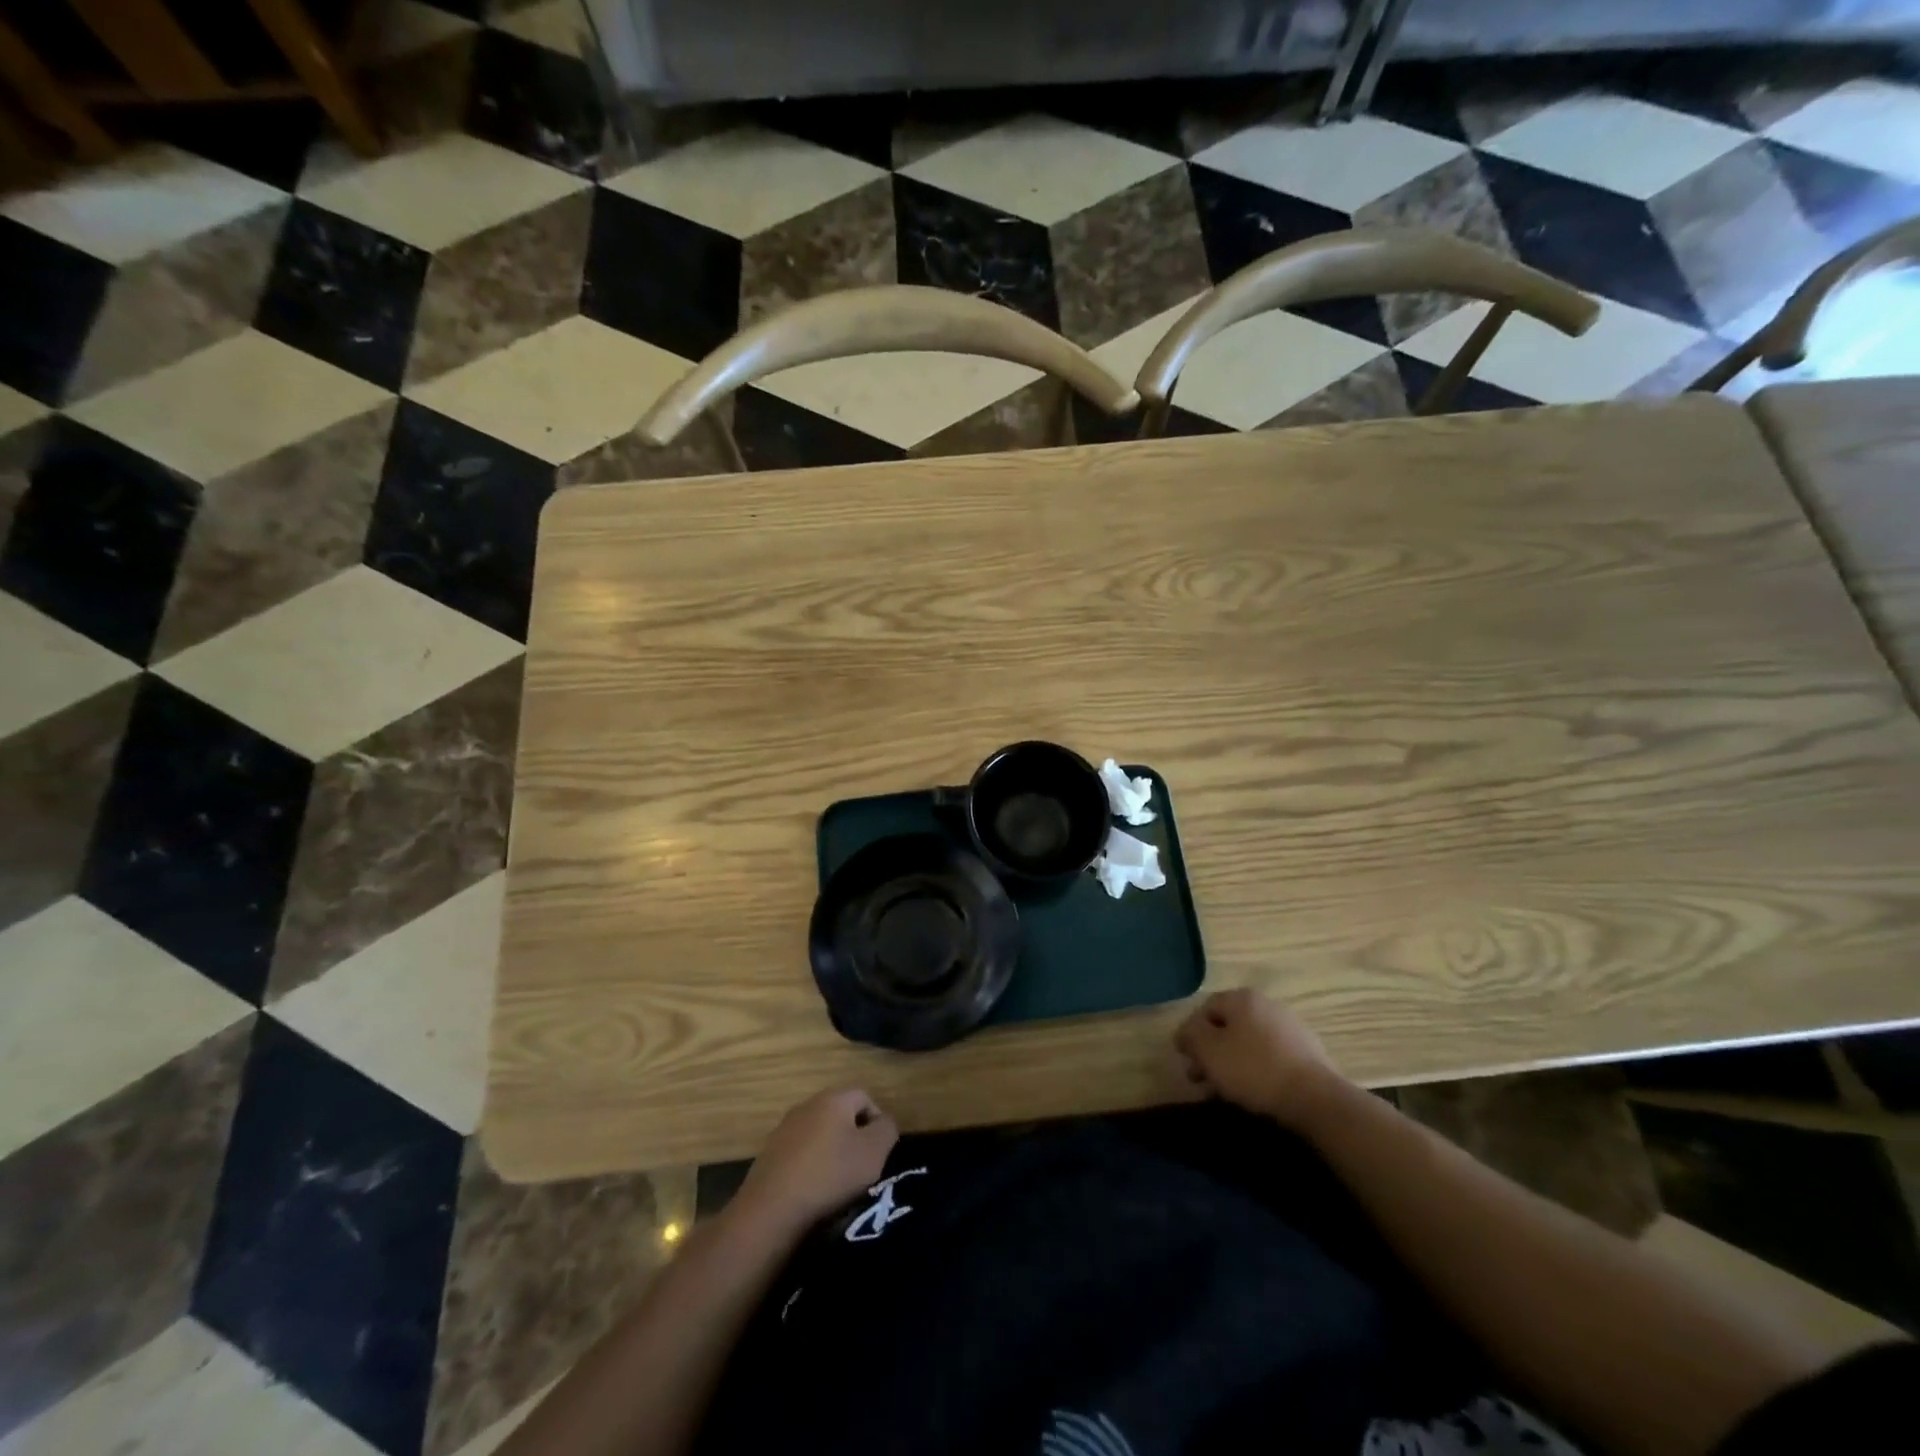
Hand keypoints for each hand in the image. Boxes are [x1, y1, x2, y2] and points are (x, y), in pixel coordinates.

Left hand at [734, 1088, 898, 1235]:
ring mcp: (784, 1129)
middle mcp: (807, 1105)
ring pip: (819, 1134)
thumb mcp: (873, 1153)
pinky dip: (810, 1167)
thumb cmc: (829, 1175)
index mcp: (833, 1099)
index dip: (878, 1122)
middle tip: (861, 1167)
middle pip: (840, 1114)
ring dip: (831, 1152)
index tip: (880, 1152)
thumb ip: (887, 1130)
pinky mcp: (769, 1154)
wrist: (771, 1211)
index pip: (865, 1097)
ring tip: (837, 1183)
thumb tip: (883, 1123)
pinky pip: (799, 1153)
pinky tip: (812, 1191)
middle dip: (853, 1137)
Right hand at [1174, 989, 1346, 1130]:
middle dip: (1210, 1052)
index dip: (1190, 1033)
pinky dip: (1256, 1069)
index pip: (1205, 1009)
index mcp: (1242, 998)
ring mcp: (1290, 1027)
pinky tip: (1252, 1091)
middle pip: (1228, 1026)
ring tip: (1223, 1090)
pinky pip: (1270, 1056)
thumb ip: (1190, 1035)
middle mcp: (1267, 1004)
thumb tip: (1185, 1032)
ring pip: (1248, 1042)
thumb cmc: (1254, 1069)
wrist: (1316, 1098)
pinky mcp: (1307, 1052)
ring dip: (1231, 1063)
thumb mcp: (1209, 1050)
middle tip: (1200, 1078)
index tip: (1185, 1059)